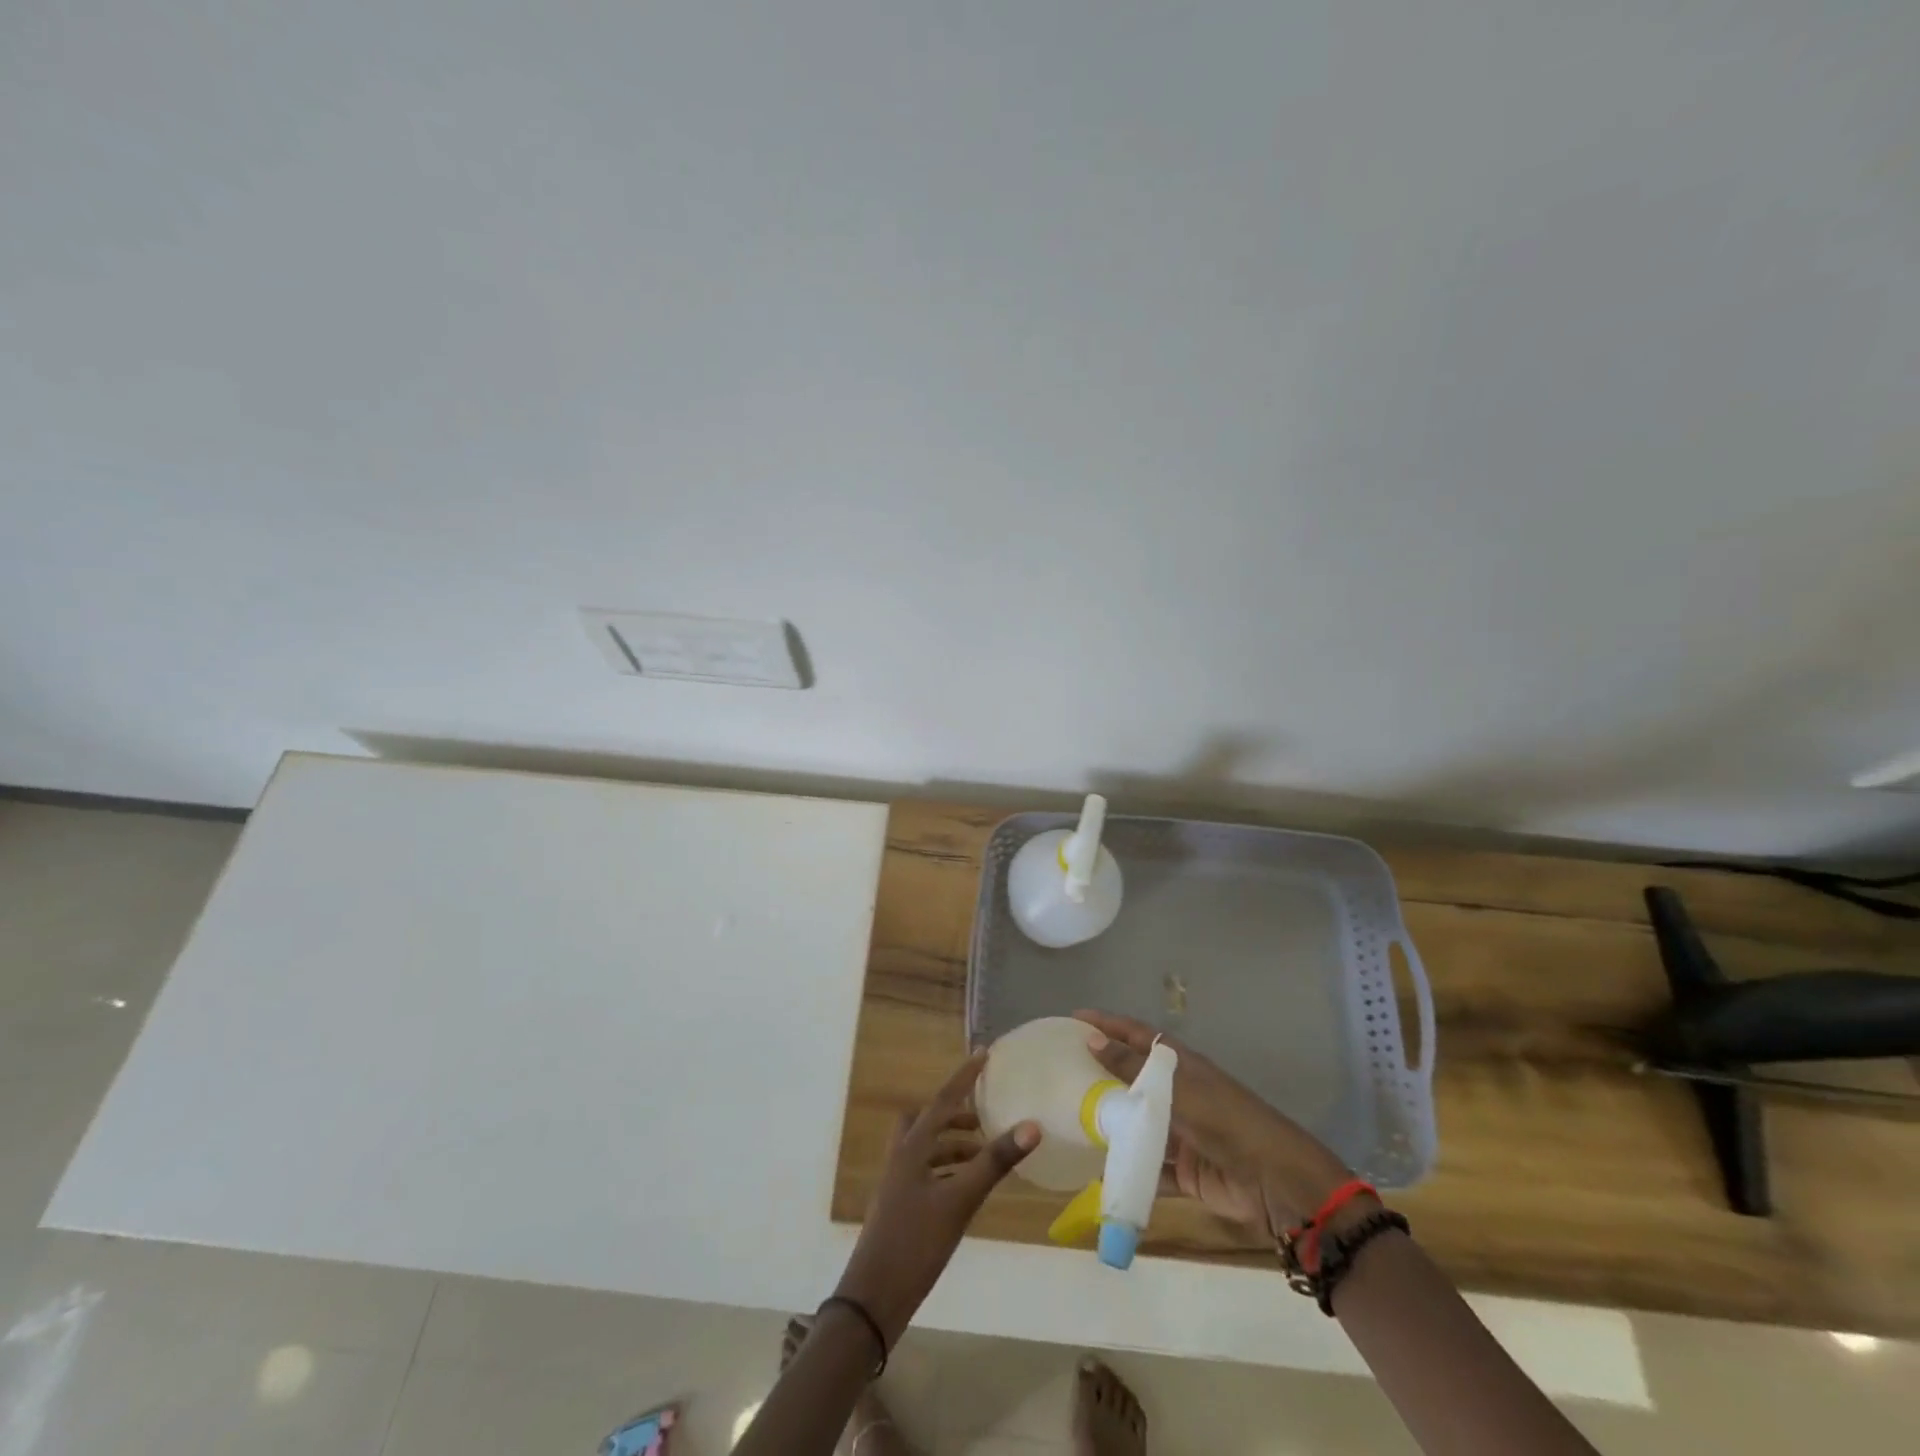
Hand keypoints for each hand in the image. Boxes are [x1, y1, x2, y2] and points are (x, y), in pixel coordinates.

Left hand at [834, 1053, 1038, 1344]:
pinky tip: (966, 1190)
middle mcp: (902, 1157)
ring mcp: (897, 1184)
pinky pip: (926, 1174)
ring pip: (926, 1149)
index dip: (964, 1077)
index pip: (943, 1100)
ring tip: (983, 1156)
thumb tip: (1032, 1125)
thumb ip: (995, 1163)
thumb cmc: (915, 1242)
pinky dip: (947, 1171)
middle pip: (928, 1121)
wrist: (872, 1299)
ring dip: (952, 1145)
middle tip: (983, 1120)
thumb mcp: (960, 1201)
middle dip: (955, 1115)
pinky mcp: (900, 1208)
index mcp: (912, 1147)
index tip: (984, 1054)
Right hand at [1074, 1010, 1354, 1239]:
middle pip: (1133, 1078)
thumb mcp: (1176, 1089)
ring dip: (1112, 1123)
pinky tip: (1099, 1174)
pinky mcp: (1184, 1171)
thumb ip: (1133, 1068)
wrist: (1273, 1181)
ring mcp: (1181, 1132)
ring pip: (1138, 1123)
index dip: (1107, 1024)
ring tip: (1071, 1121)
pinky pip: (1148, 1167)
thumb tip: (1091, 1040)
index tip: (1074, 1018)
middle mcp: (1178, 1093)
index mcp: (1180, 1065)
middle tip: (1062, 1072)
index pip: (1136, 1035)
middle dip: (1102, 1074)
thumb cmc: (1225, 1121)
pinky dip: (1128, 1171)